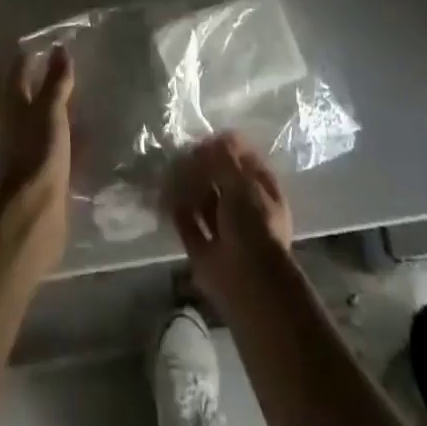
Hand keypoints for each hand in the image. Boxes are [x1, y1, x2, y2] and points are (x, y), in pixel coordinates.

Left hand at [0, 46, 74, 273]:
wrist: (36, 212)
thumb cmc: (39, 152)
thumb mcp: (50, 110)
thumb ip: (56, 81)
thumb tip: (60, 48)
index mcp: (16, 107)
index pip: (20, 73)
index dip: (31, 57)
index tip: (51, 43)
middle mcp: (20, 126)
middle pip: (32, 98)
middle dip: (48, 84)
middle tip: (74, 69)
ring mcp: (32, 151)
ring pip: (47, 123)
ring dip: (62, 112)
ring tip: (87, 100)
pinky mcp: (47, 173)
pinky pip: (61, 148)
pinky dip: (73, 140)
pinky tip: (92, 138)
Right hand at [166, 133, 294, 316]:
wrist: (250, 283)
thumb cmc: (254, 224)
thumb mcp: (242, 181)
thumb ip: (223, 158)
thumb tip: (205, 145)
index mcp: (262, 189)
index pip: (242, 158)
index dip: (223, 147)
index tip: (203, 141)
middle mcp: (245, 207)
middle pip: (219, 179)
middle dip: (200, 167)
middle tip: (180, 156)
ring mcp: (224, 230)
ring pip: (202, 200)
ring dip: (186, 186)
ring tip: (169, 174)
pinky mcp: (204, 251)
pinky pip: (188, 225)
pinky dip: (176, 211)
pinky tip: (164, 197)